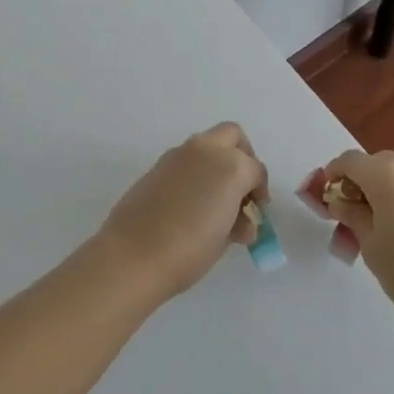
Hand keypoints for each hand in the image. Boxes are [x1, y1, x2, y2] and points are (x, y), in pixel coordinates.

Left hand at [99, 123, 267, 298]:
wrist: (132, 256)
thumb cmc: (189, 250)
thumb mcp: (224, 238)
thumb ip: (238, 221)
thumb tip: (240, 220)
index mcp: (230, 167)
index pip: (256, 170)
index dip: (260, 191)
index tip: (257, 212)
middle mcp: (205, 150)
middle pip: (232, 136)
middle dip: (242, 157)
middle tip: (241, 188)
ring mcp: (178, 155)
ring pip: (207, 145)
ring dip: (216, 164)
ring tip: (215, 203)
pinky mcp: (157, 165)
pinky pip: (186, 160)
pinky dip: (195, 173)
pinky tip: (190, 204)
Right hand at [302, 151, 393, 328]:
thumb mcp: (371, 246)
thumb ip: (351, 215)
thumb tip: (340, 200)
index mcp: (388, 174)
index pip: (349, 161)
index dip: (332, 175)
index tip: (325, 198)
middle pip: (376, 165)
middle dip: (359, 185)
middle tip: (348, 219)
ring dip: (382, 192)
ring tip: (377, 230)